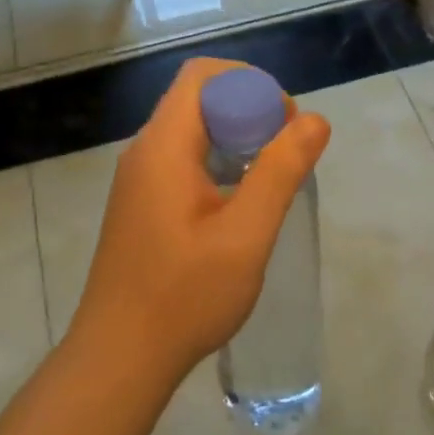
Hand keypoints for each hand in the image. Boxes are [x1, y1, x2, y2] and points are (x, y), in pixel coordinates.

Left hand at [67, 58, 330, 387]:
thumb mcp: (246, 235)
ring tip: (271, 178)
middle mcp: (145, 151)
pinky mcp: (142, 204)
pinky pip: (184, 160)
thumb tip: (314, 120)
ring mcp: (139, 179)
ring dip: (236, 138)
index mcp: (164, 146)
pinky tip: (241, 204)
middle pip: (198, 99)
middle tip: (286, 153)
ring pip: (193, 131)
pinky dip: (219, 162)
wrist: (119, 358)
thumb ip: (280, 171)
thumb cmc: (184, 296)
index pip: (202, 76)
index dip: (250, 84)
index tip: (284, 123)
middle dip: (249, 110)